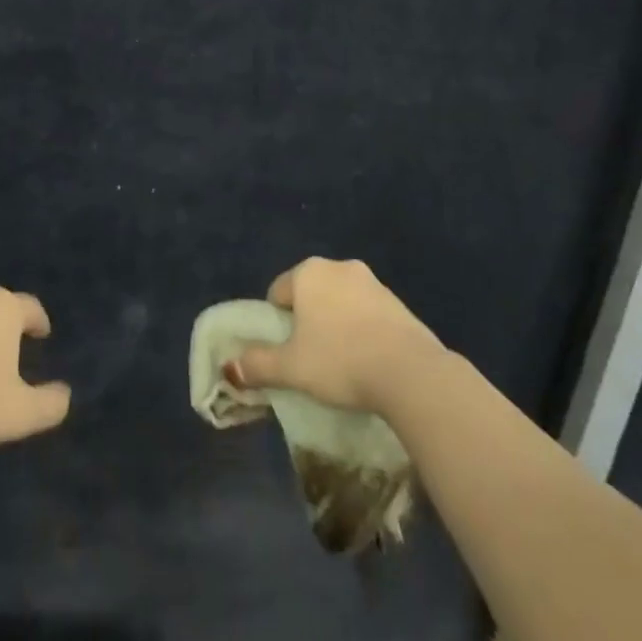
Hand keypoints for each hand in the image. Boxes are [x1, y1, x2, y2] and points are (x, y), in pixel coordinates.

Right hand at [228, 258, 445, 414]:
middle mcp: (339, 267)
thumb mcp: (291, 368)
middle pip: (310, 294)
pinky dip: (362, 332)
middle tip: (309, 357)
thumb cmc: (340, 360)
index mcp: (308, 272)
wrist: (411, 372)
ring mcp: (373, 283)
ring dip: (336, 325)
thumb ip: (257, 365)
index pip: (278, 292)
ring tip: (341, 364)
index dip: (276, 323)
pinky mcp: (399, 303)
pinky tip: (368, 362)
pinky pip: (368, 315)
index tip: (285, 352)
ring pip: (340, 303)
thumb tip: (230, 368)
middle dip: (307, 321)